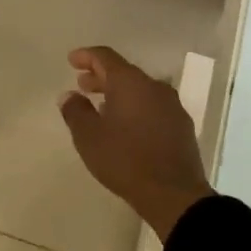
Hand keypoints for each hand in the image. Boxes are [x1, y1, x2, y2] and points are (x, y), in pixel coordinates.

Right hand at [58, 46, 213, 239]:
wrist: (174, 194)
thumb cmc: (125, 160)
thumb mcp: (89, 137)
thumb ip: (75, 111)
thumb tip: (69, 95)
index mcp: (130, 83)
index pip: (105, 57)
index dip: (86, 56)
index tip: (71, 60)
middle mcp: (154, 87)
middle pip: (124, 72)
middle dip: (101, 76)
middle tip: (82, 84)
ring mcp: (172, 106)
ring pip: (140, 89)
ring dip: (118, 93)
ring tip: (101, 106)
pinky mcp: (181, 125)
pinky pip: (152, 106)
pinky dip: (135, 107)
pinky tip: (126, 125)